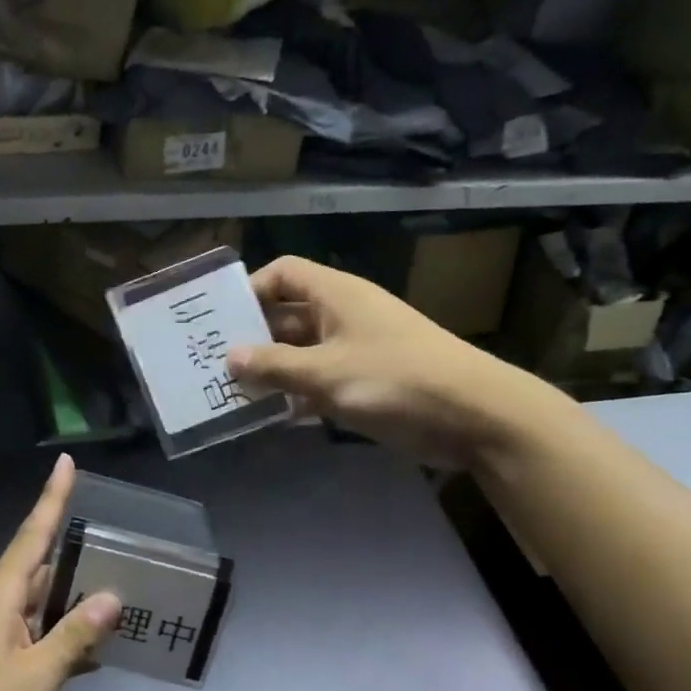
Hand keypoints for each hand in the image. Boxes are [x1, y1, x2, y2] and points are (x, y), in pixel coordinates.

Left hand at [0, 454, 120, 690]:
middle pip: (40, 565)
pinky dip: (63, 634)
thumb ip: (74, 637)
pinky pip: (36, 633)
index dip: (52, 498)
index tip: (66, 463)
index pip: (33, 535)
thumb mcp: (35, 677)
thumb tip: (111, 596)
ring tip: (116, 586)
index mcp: (0, 596)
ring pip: (40, 602)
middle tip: (117, 537)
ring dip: (73, 596)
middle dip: (74, 549)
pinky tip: (92, 646)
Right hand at [227, 256, 558, 467]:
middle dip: (254, 337)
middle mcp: (343, 315)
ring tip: (232, 393)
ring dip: (273, 370)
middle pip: (287, 315)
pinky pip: (321, 381)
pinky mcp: (368, 382)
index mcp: (336, 295)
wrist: (475, 416)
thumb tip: (230, 357)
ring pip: (302, 352)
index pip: (283, 273)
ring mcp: (356, 349)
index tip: (221, 320)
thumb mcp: (327, 373)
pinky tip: (272, 416)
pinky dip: (298, 394)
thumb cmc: (396, 380)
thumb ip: (275, 366)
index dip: (251, 289)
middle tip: (214, 362)